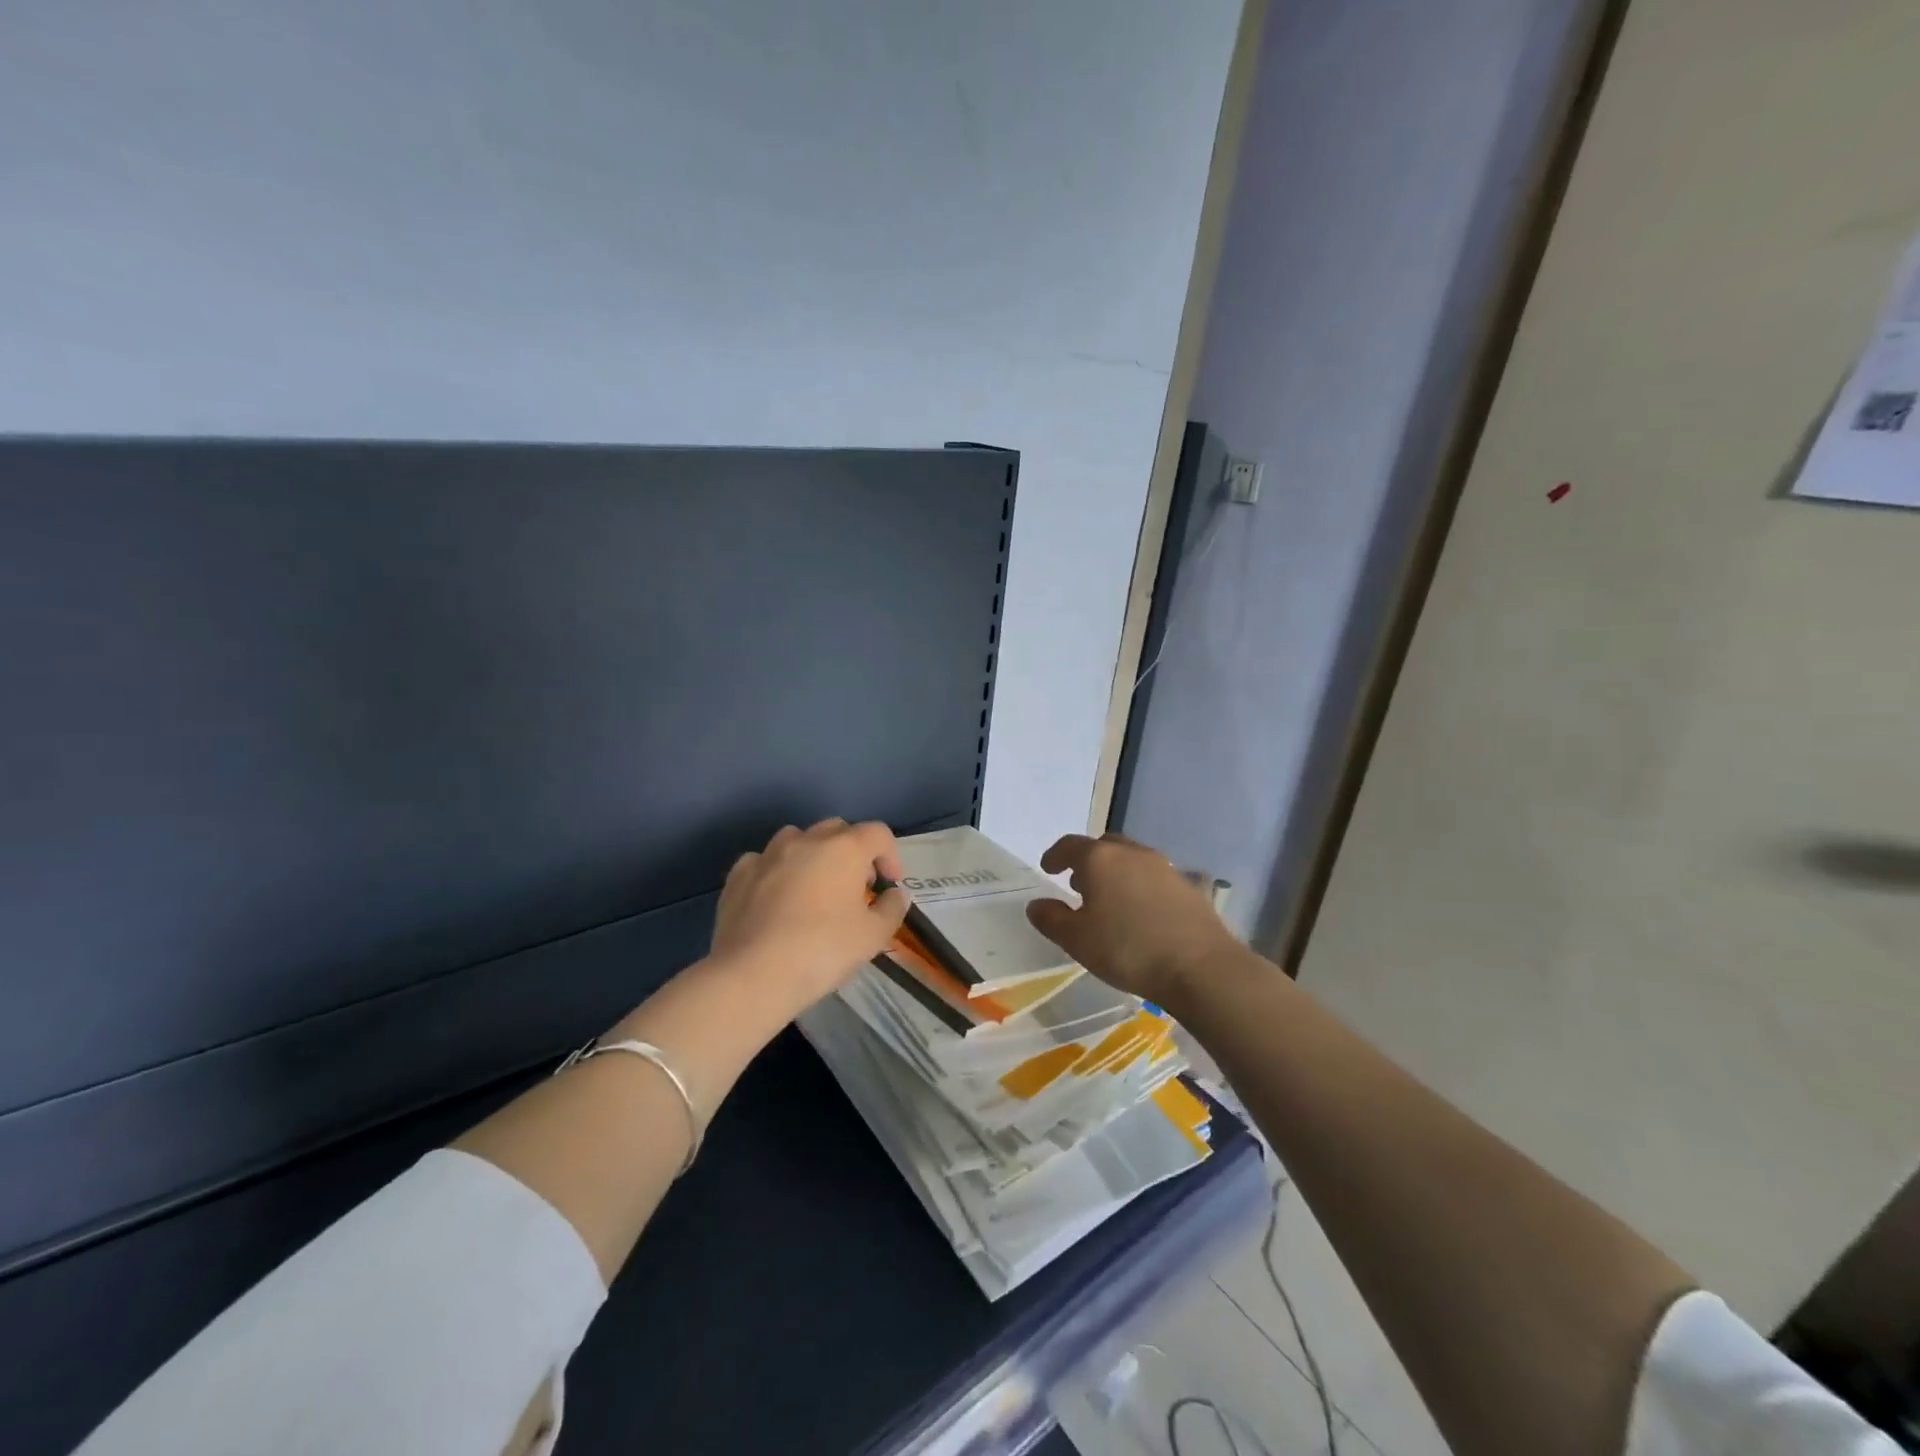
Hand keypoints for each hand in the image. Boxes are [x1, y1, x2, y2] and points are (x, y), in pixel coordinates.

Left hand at [709, 819, 911, 1015]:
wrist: (753, 975)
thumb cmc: (822, 950)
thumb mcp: (873, 936)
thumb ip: (891, 909)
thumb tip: (895, 894)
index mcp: (844, 849)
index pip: (878, 833)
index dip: (890, 856)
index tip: (888, 886)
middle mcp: (806, 840)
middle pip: (838, 829)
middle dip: (852, 851)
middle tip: (856, 887)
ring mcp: (768, 854)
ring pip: (797, 838)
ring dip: (812, 855)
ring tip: (814, 888)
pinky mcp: (738, 875)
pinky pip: (764, 861)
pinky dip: (776, 871)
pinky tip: (775, 898)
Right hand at [1025, 833, 1239, 1008]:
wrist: (1200, 967)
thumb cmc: (1127, 949)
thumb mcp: (1077, 940)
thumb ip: (1051, 919)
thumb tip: (1036, 905)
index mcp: (1100, 859)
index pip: (1070, 846)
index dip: (1055, 855)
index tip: (1048, 868)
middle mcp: (1131, 853)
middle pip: (1103, 846)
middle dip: (1087, 860)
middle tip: (1076, 882)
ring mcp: (1163, 867)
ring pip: (1130, 859)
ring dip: (1114, 871)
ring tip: (1107, 898)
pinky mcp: (1186, 885)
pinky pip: (1151, 876)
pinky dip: (1137, 885)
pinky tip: (1138, 911)